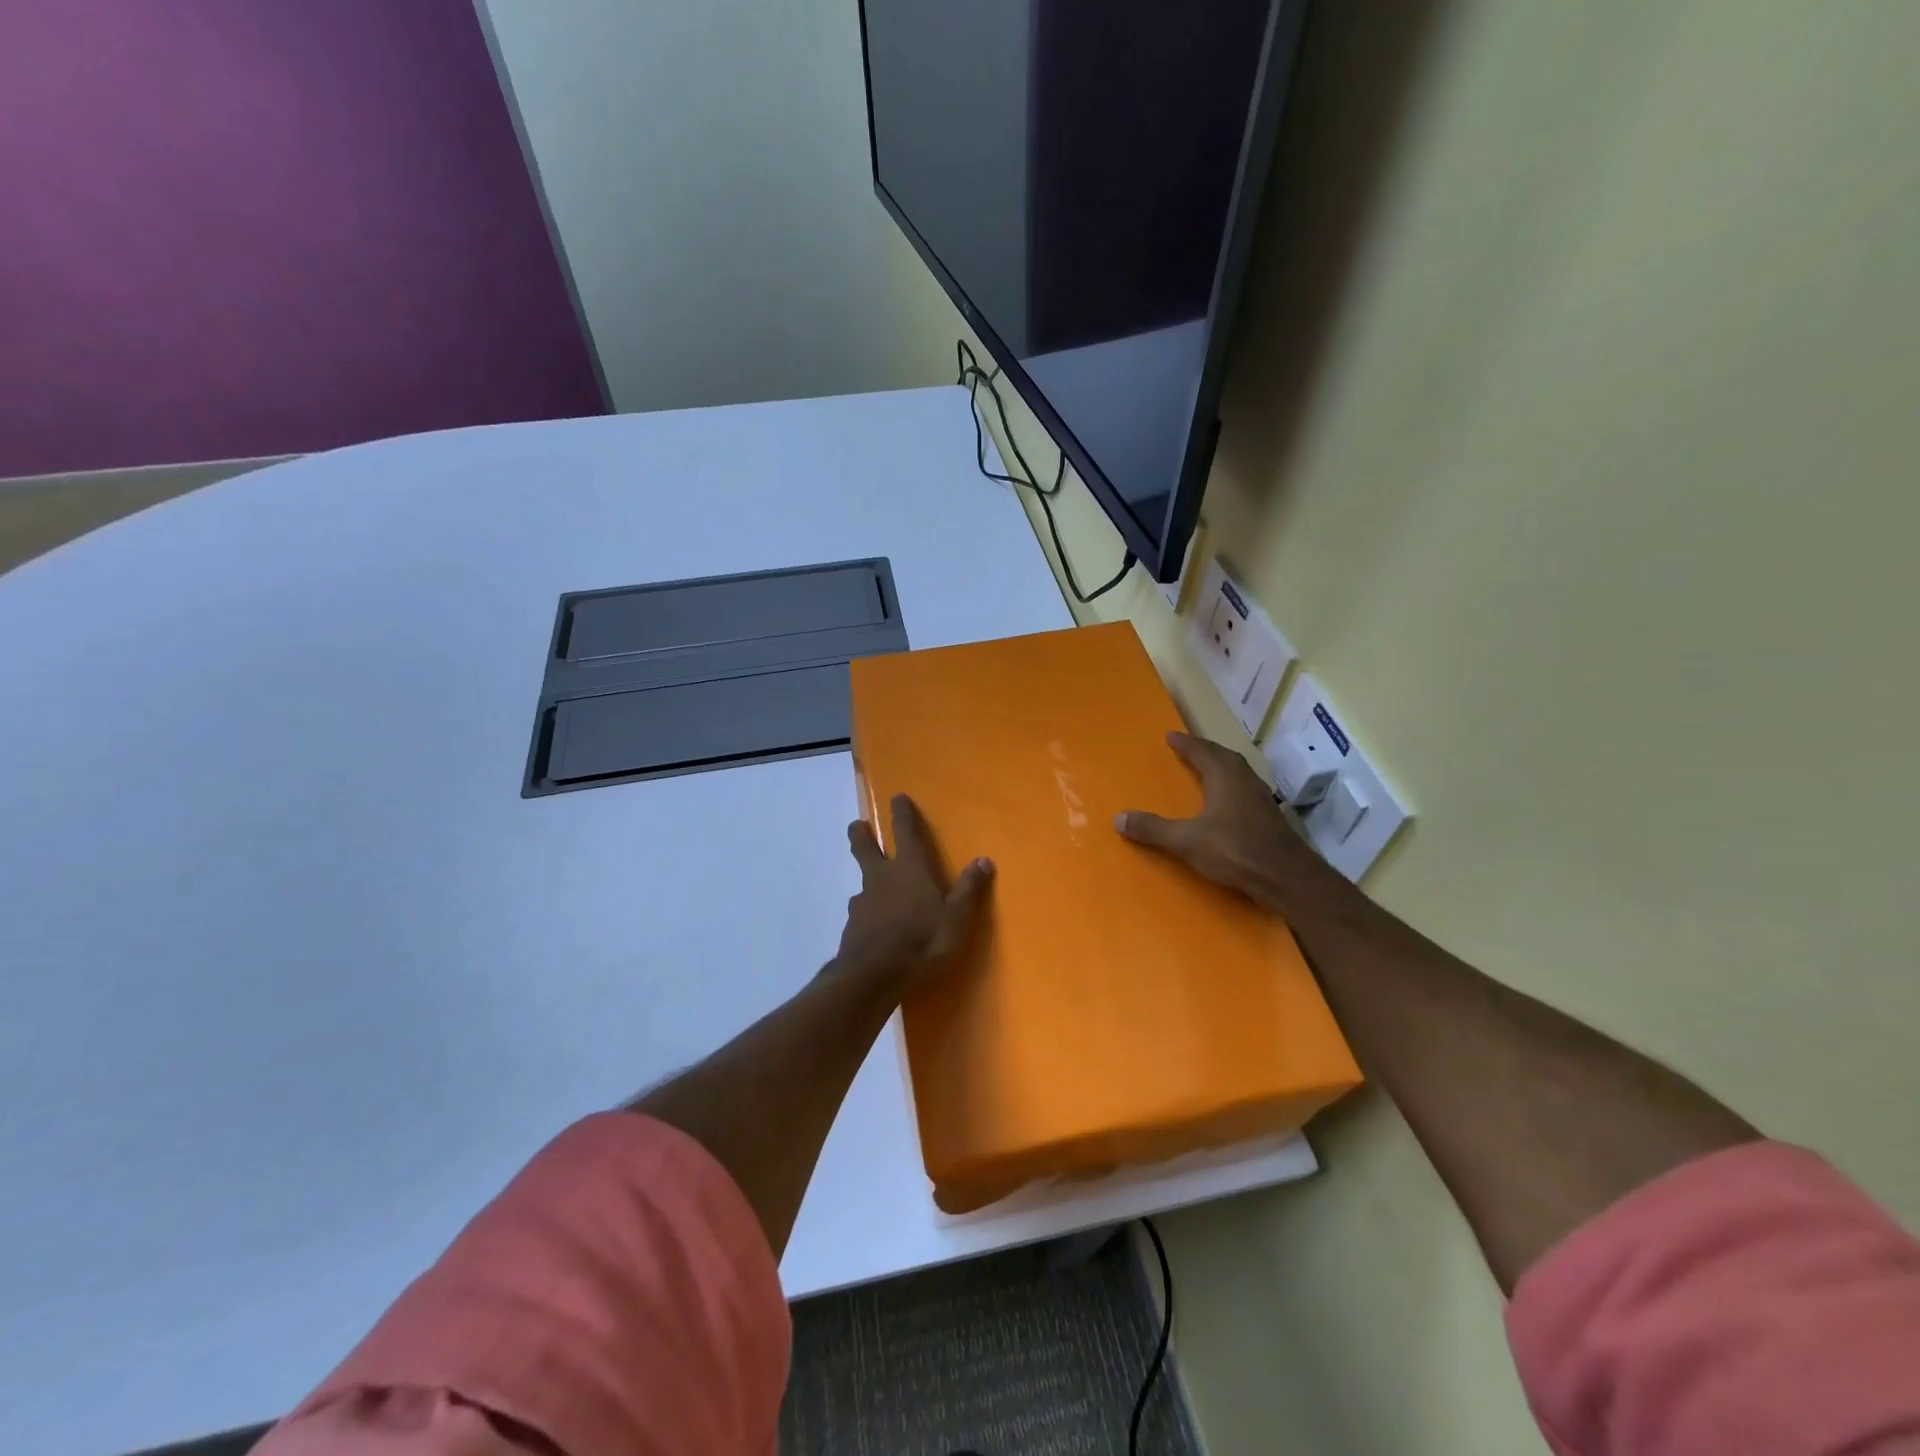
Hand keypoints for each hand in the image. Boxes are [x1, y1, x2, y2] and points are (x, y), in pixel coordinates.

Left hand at [838, 794, 992, 993]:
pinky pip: (861, 912)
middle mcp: (881, 878)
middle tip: (855, 825)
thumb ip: (968, 889)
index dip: (902, 814)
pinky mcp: (853, 927)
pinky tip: (871, 925)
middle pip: (866, 849)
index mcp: (909, 869)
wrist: (874, 975)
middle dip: (861, 835)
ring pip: (862, 883)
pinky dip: (866, 912)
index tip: (896, 797)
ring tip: (870, 888)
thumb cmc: (922, 940)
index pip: (905, 833)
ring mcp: (863, 902)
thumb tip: (984, 860)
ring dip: (866, 880)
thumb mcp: (956, 917)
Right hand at [1115, 732, 1326, 909]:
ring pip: (1239, 773)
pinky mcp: (1270, 818)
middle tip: (1189, 749)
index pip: (1203, 752)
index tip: (1171, 735)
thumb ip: (1154, 829)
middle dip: (1205, 751)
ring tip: (1207, 771)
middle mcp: (1245, 781)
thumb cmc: (1235, 850)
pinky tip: (1227, 803)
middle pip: (1224, 757)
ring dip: (1222, 768)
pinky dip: (1232, 788)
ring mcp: (1262, 799)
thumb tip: (1118, 818)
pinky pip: (1246, 791)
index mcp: (1225, 777)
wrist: (1286, 877)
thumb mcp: (1187, 841)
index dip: (1186, 744)